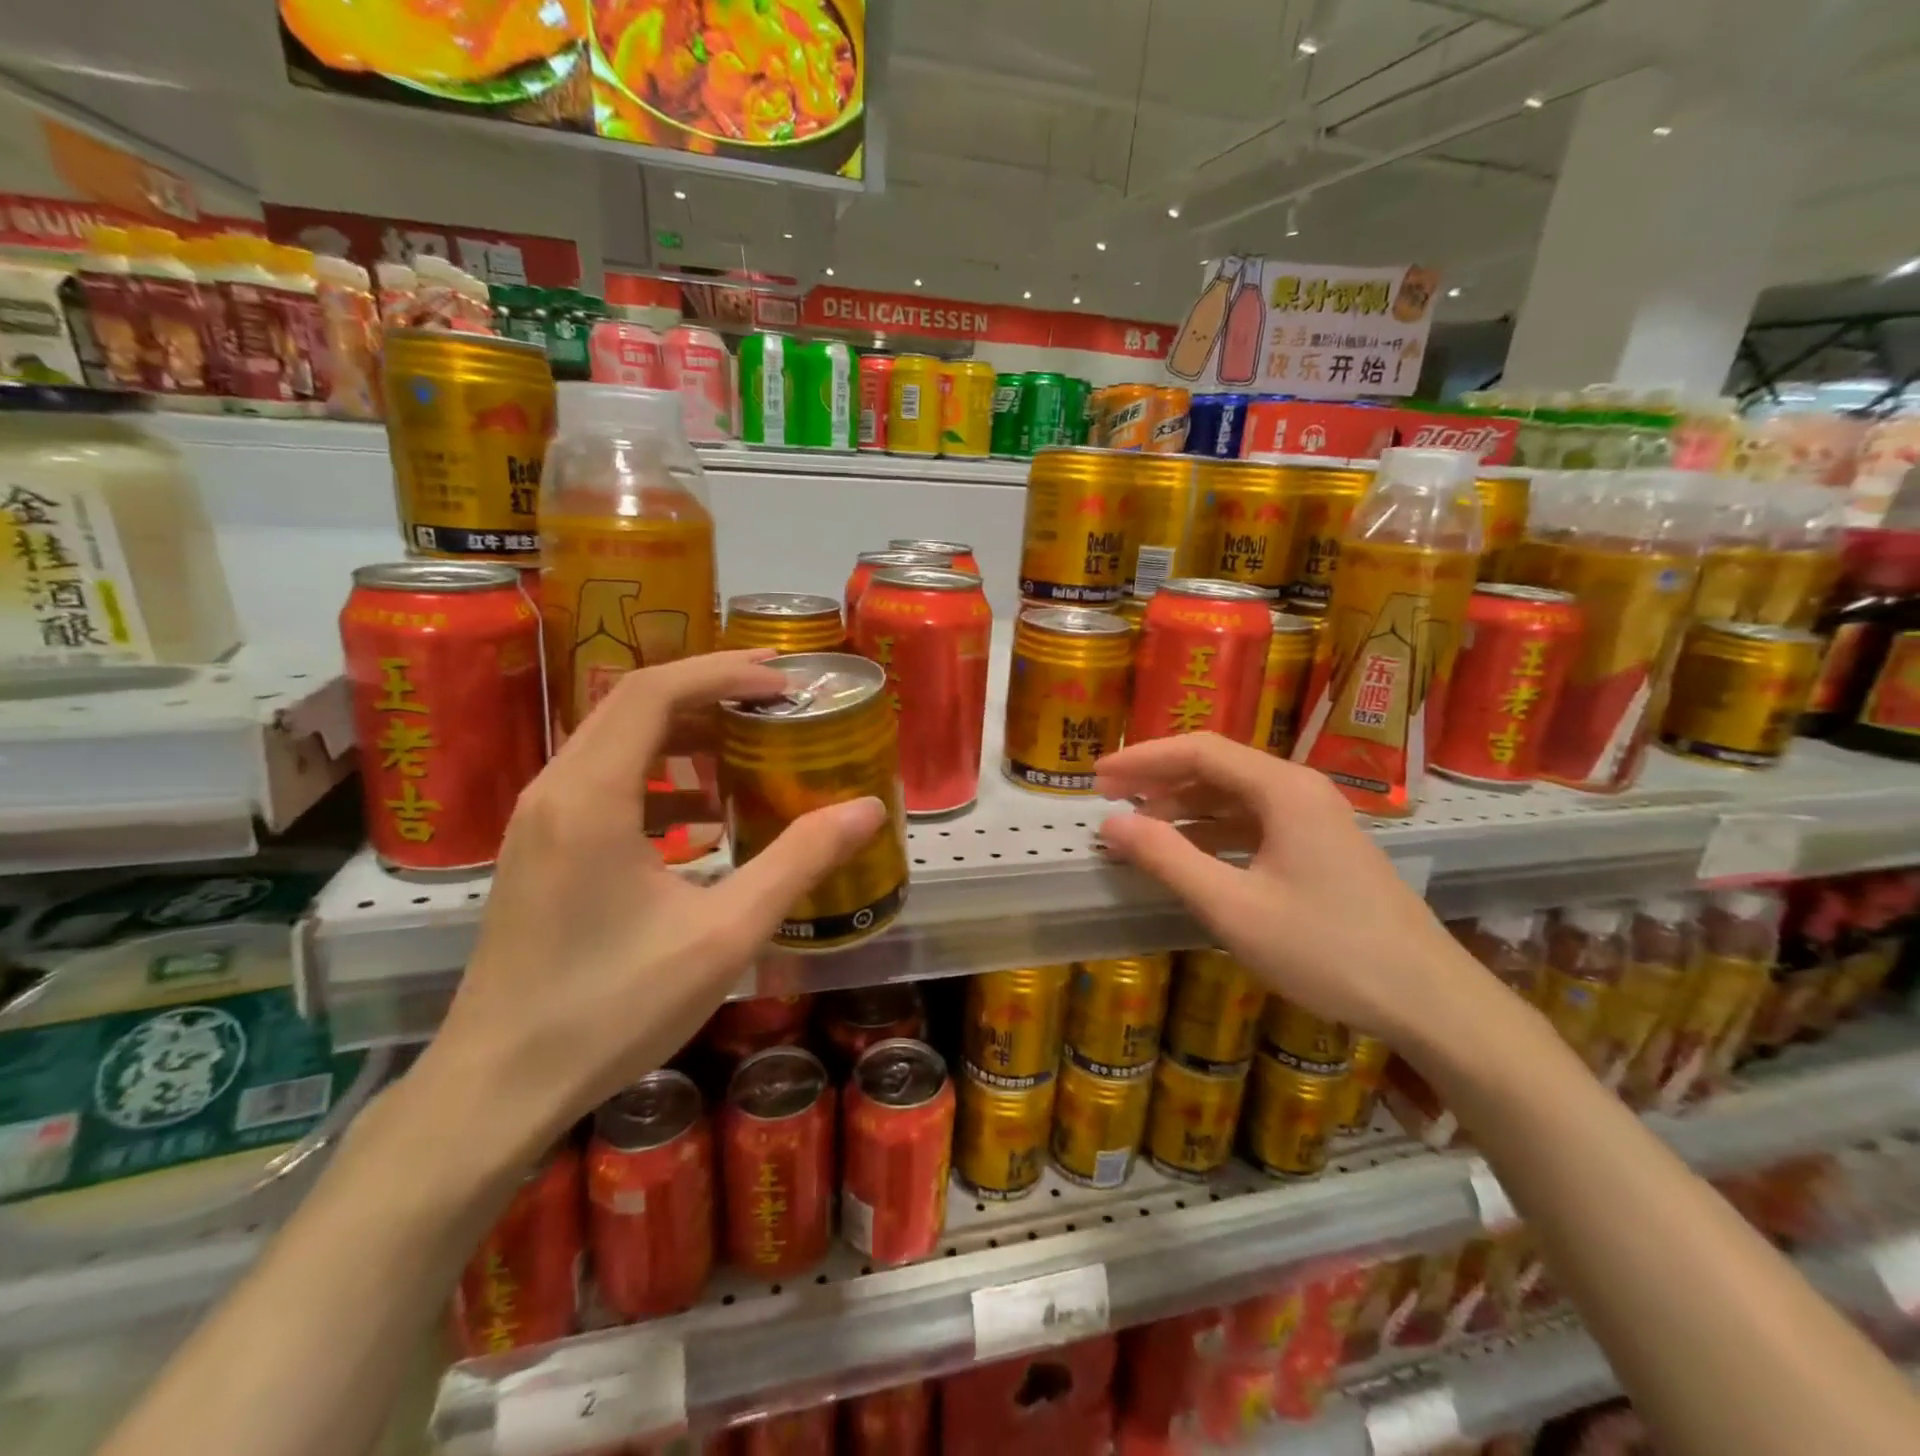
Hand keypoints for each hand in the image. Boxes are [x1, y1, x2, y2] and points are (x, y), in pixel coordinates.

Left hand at [416, 652, 886, 1153]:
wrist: (497, 1089)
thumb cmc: (613, 1009)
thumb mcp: (725, 934)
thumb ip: (799, 862)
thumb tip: (867, 810)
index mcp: (591, 797)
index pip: (654, 691)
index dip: (724, 673)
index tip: (785, 686)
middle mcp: (555, 791)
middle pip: (632, 705)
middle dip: (709, 693)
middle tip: (777, 705)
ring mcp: (538, 821)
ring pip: (615, 742)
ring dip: (684, 735)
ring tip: (748, 753)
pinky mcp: (539, 850)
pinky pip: (604, 783)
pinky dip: (660, 780)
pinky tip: (704, 821)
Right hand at [1094, 733, 1482, 1042]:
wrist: (1430, 1000)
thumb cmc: (1326, 949)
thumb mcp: (1233, 907)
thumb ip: (1168, 859)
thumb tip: (1111, 824)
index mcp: (1283, 789)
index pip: (1199, 751)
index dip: (1142, 760)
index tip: (1098, 778)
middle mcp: (1300, 790)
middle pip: (1217, 767)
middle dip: (1159, 781)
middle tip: (1110, 800)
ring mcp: (1315, 819)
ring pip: (1236, 796)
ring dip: (1185, 807)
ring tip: (1141, 828)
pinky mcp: (1322, 849)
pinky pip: (1255, 823)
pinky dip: (1214, 832)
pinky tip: (1190, 854)